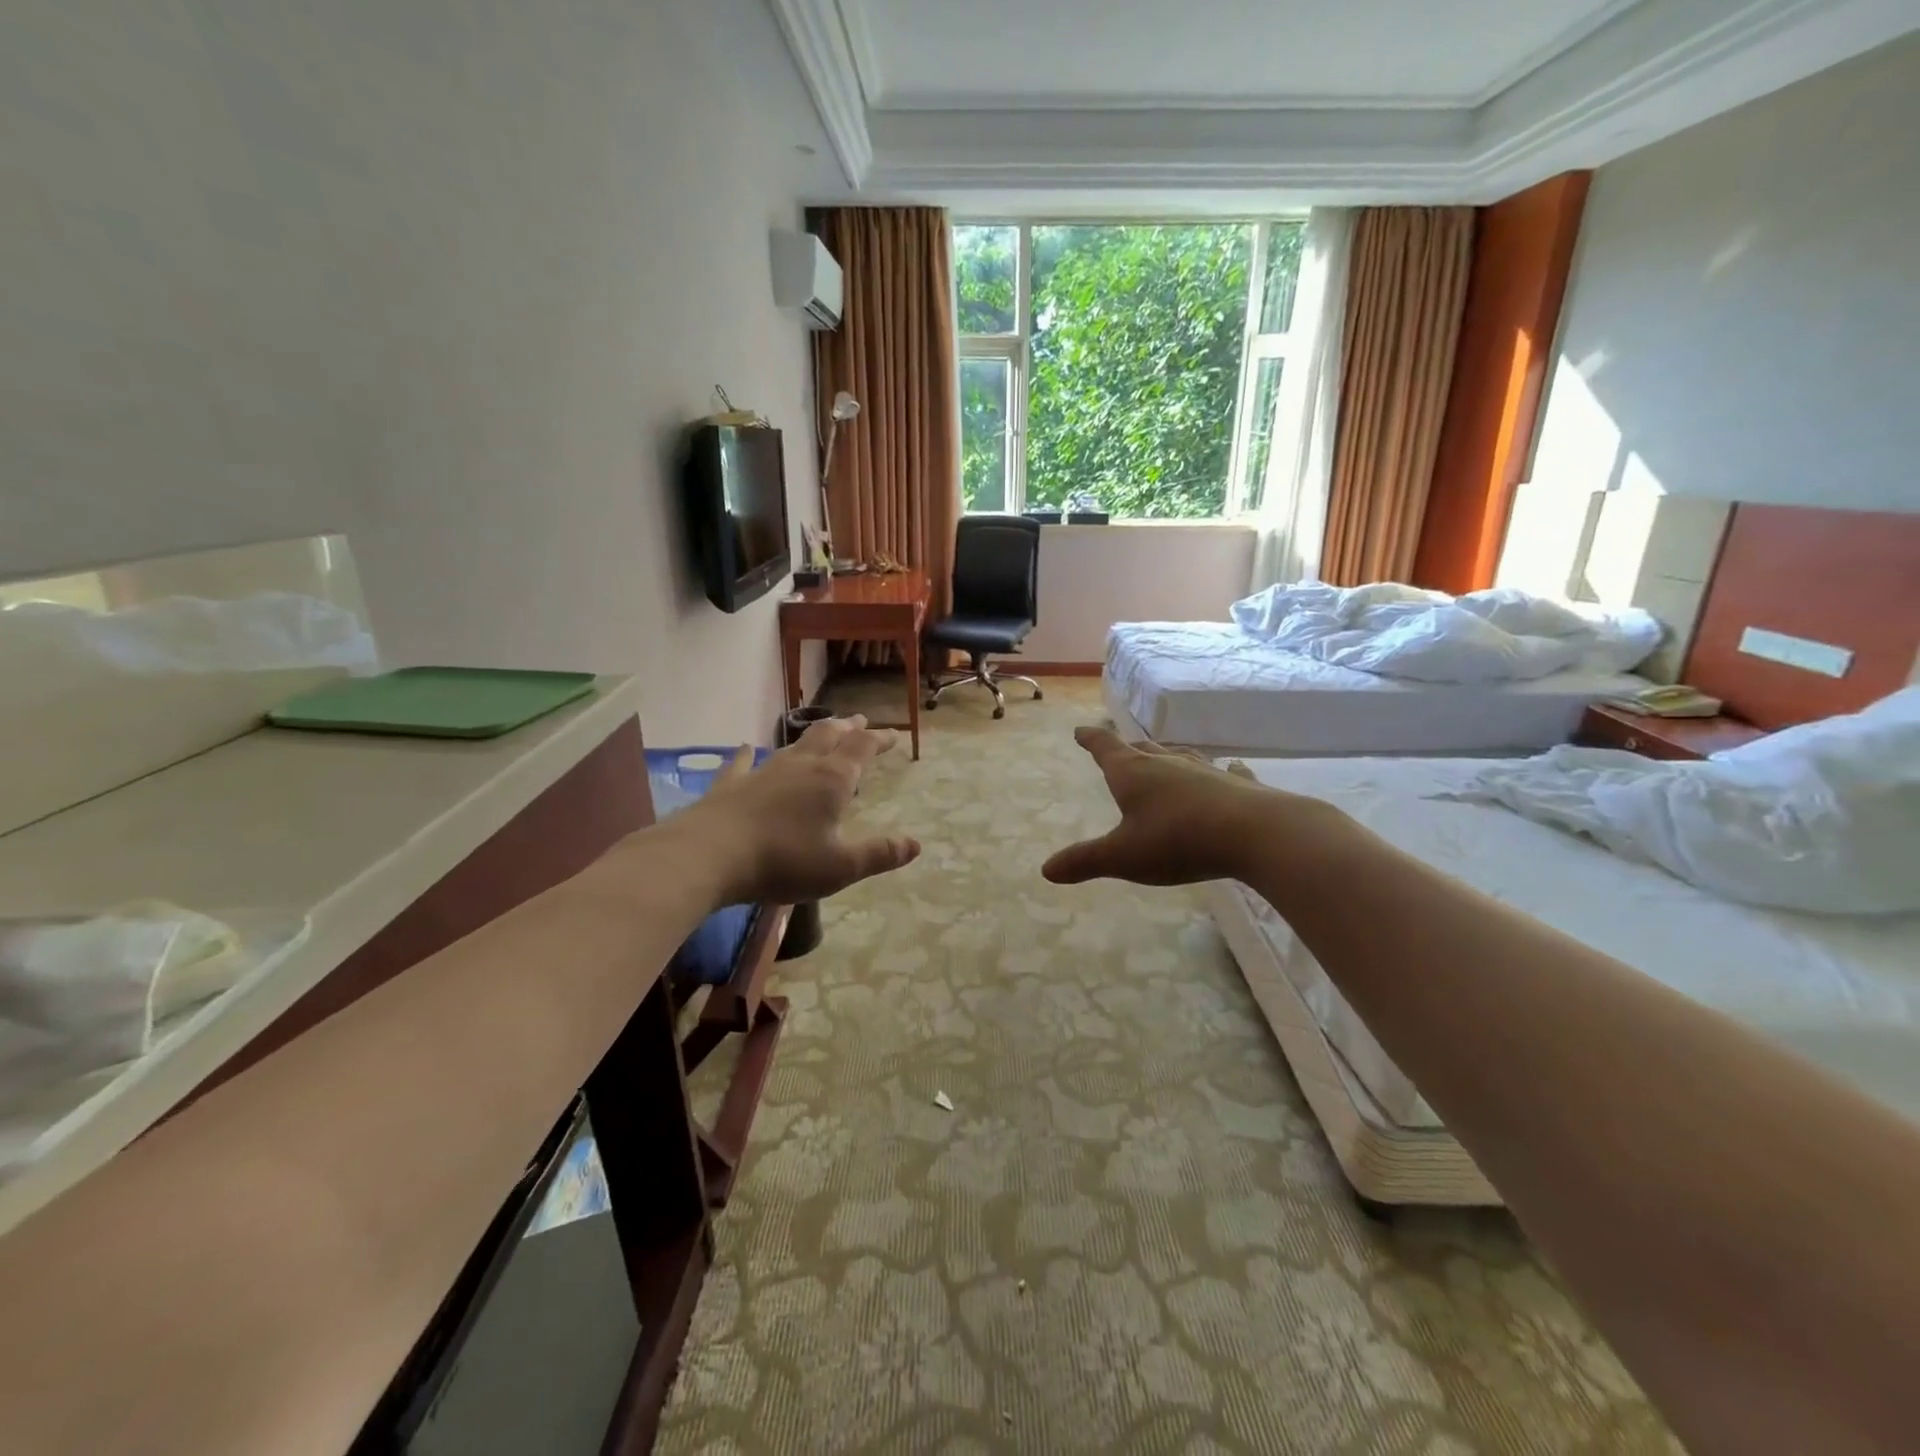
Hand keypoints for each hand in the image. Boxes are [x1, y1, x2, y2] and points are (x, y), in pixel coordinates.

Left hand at [668, 715, 920, 907]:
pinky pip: (742, 762)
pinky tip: (745, 747)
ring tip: (821, 732)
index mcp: (832, 781)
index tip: (892, 735)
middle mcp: (801, 766)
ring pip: (793, 744)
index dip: (879, 739)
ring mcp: (763, 771)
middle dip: (848, 728)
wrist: (709, 855)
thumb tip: (915, 844)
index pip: (862, 748)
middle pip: (829, 735)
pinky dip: (747, 753)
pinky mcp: (731, 784)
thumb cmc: (783, 861)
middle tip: (860, 721)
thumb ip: (879, 855)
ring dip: (811, 736)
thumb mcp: (840, 867)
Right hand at [1042, 727, 1290, 886]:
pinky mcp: (1237, 784)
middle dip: (1126, 748)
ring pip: (1180, 756)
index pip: (1105, 748)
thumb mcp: (1123, 857)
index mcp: (1133, 774)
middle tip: (1117, 746)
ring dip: (1167, 755)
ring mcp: (1205, 770)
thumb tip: (1046, 870)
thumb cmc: (1177, 841)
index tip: (1081, 731)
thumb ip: (1085, 861)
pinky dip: (1221, 770)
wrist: (1254, 833)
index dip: (1091, 740)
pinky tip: (1230, 768)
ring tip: (1162, 756)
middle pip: (1141, 748)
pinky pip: (1225, 771)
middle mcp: (1167, 764)